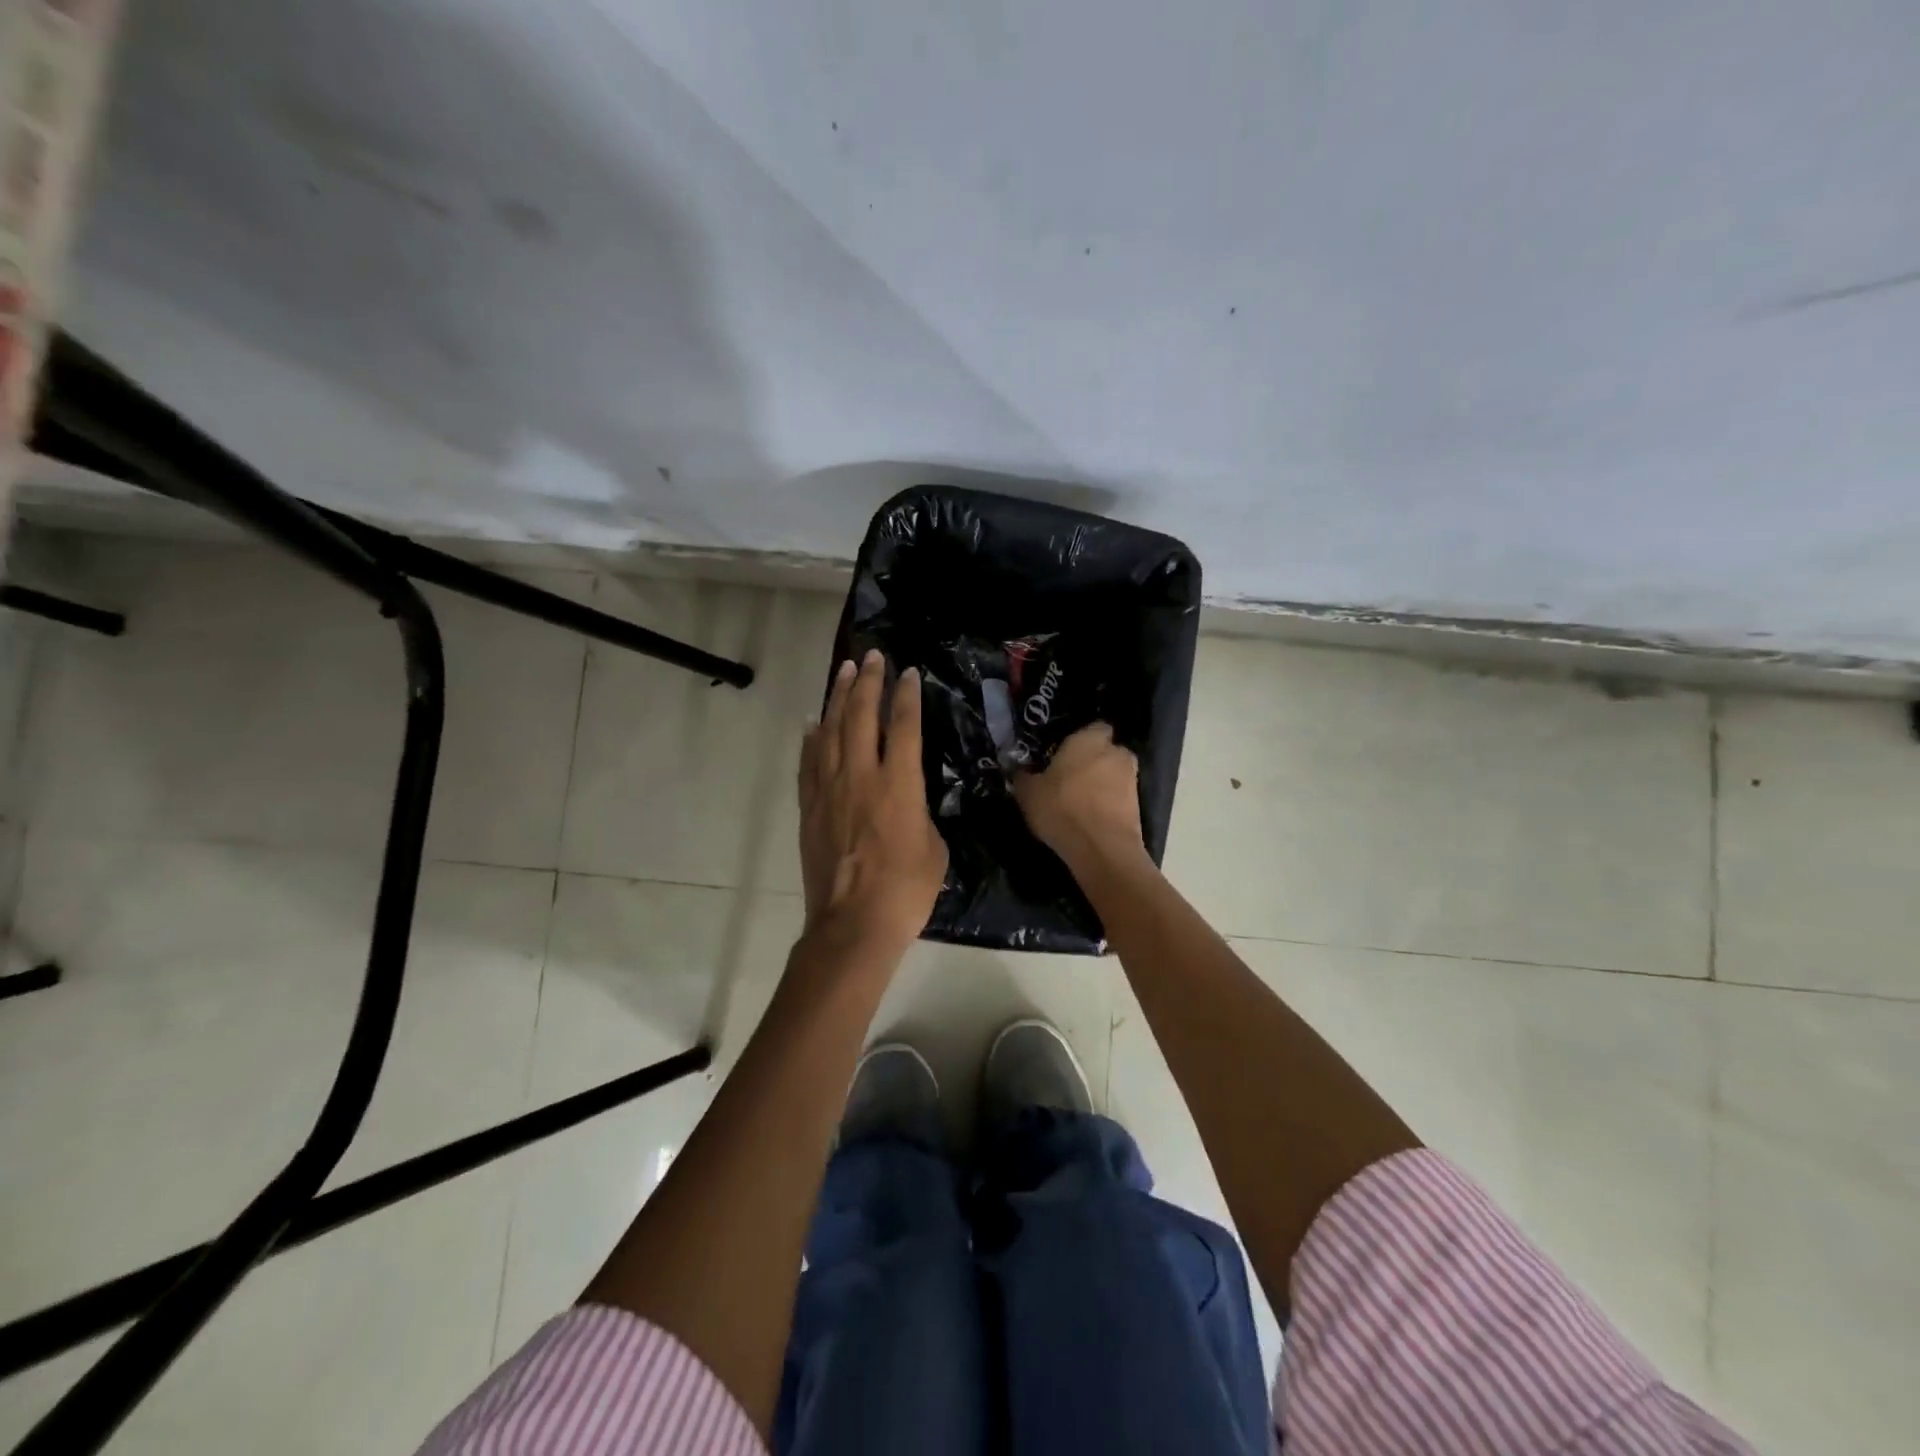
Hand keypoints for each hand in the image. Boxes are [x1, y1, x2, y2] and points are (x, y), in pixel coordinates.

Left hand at [798, 650, 947, 953]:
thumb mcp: (934, 847)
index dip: (906, 696)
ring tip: (843, 672)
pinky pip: (808, 761)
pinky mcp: (809, 807)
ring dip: (837, 698)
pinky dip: (810, 737)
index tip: (907, 672)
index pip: (903, 726)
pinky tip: (813, 721)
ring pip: (829, 731)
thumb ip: (922, 812)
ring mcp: (829, 790)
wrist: (853, 924)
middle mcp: (861, 776)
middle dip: (867, 682)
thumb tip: (911, 800)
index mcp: (899, 784)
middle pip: (861, 716)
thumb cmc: (905, 890)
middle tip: (871, 656)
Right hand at [1012, 722, 1149, 874]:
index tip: (1063, 752)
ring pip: (1113, 774)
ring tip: (1079, 800)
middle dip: (1092, 760)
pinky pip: (1119, 796)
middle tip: (1069, 776)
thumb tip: (1018, 769)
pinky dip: (1108, 802)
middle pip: (1105, 750)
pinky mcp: (1139, 805)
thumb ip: (1023, 776)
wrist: (1102, 849)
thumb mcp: (1029, 793)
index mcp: (1089, 739)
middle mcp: (1116, 752)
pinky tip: (1090, 816)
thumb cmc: (1062, 808)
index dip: (1080, 738)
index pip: (1093, 726)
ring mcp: (1131, 778)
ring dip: (1101, 782)